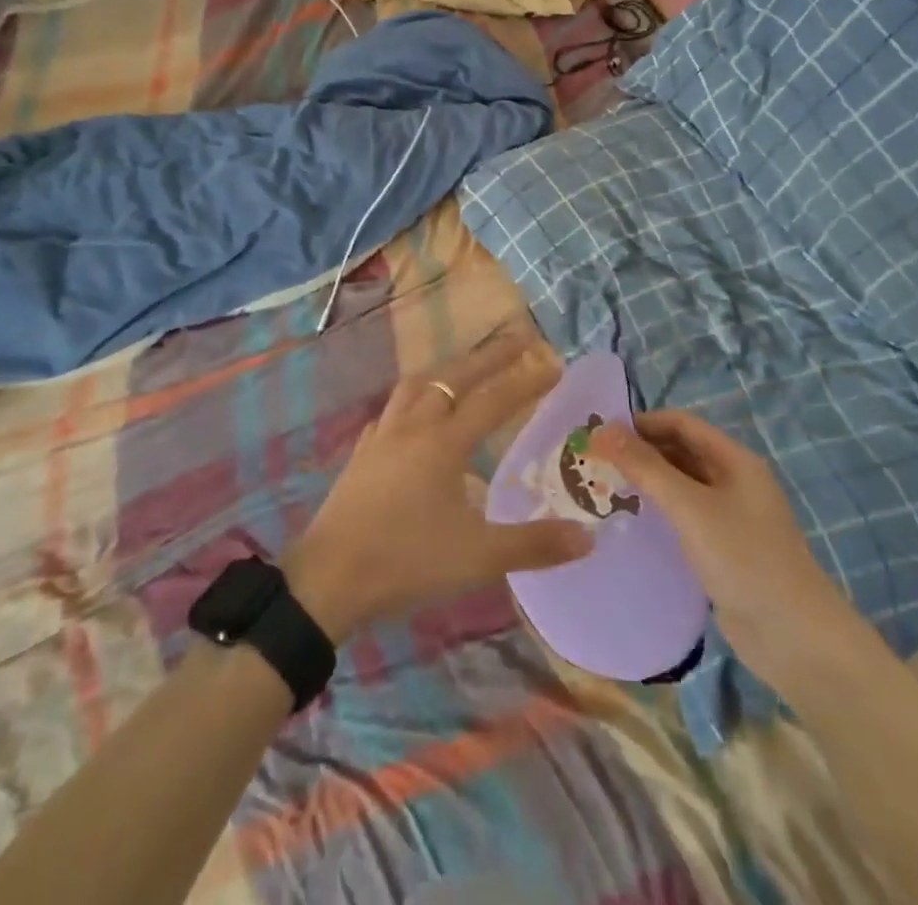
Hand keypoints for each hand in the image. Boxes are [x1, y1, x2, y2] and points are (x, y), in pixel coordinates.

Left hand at [284, 332, 592, 641]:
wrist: (330, 578)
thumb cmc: (407, 561)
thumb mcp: (479, 557)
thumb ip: (534, 545)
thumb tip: (588, 537)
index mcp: (444, 443)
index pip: (494, 400)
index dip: (526, 380)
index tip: (554, 362)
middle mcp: (413, 427)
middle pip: (454, 378)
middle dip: (488, 356)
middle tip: (517, 339)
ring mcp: (382, 437)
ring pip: (415, 387)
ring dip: (445, 371)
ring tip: (463, 369)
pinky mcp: (361, 455)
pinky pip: (390, 412)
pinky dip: (410, 401)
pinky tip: (411, 415)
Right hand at [588, 410, 856, 675]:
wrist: (796, 639)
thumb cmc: (744, 559)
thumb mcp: (690, 507)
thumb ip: (646, 467)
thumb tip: (604, 430)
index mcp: (734, 460)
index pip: (681, 423)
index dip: (641, 423)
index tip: (600, 433)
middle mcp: (733, 481)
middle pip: (680, 451)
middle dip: (640, 452)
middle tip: (595, 462)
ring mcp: (730, 516)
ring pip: (680, 485)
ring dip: (646, 482)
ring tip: (602, 489)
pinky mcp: (723, 549)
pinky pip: (684, 517)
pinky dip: (657, 512)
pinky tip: (630, 522)